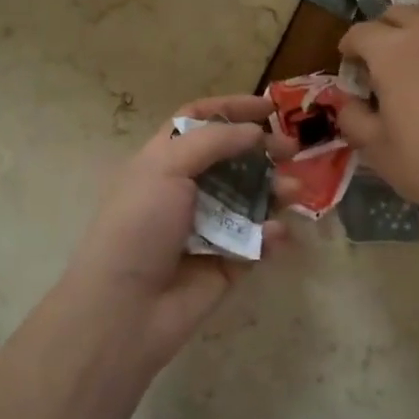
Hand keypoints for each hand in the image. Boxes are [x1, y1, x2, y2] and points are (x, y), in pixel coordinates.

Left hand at [60, 95, 293, 366]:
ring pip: (251, 199)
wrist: (124, 309)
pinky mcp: (227, 263)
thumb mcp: (166, 168)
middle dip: (264, 151)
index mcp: (163, 162)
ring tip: (294, 193)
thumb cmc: (139, 227)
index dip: (232, 109)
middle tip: (294, 150)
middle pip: (233, 159)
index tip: (270, 108)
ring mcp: (208, 227)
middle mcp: (186, 190)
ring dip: (275, 191)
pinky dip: (270, 235)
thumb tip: (254, 132)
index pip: (199, 121)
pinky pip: (257, 242)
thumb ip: (214, 141)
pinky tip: (274, 236)